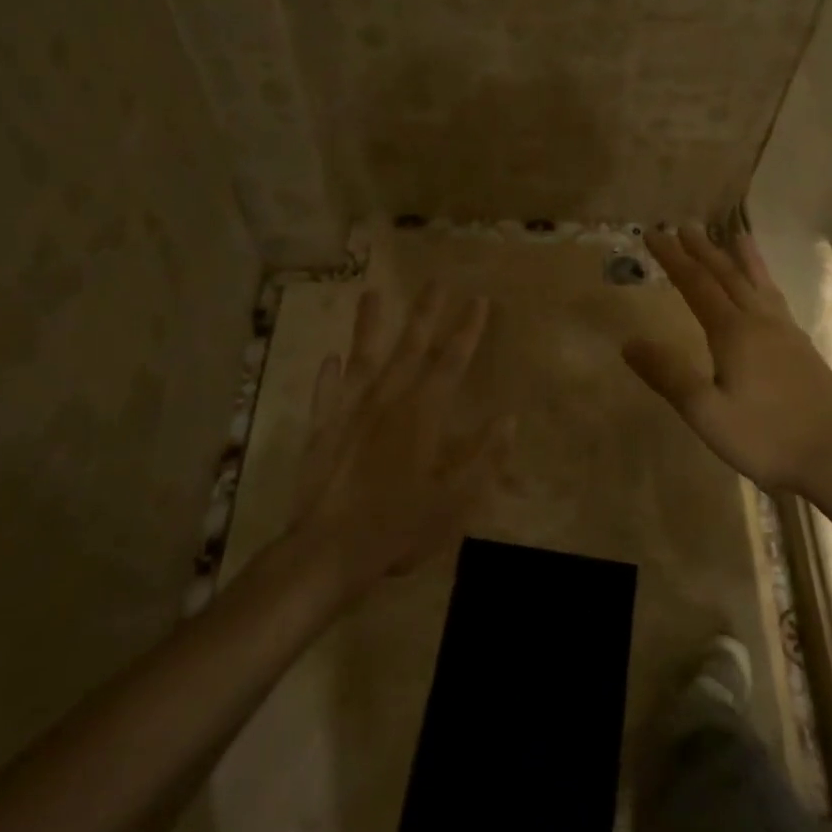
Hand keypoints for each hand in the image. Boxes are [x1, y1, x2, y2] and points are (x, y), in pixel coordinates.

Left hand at [285, 284, 512, 603]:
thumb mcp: (455, 499)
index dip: (468, 330)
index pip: (452, 361)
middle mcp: (388, 400)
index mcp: (423, 414)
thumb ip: (484, 457)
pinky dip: (329, 375)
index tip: (479, 300)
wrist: (329, 550)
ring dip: (369, 325)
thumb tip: (509, 419)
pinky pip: (326, 393)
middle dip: (426, 313)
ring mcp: (350, 411)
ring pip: (364, 357)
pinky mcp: (322, 429)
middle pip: (410, 347)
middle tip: (436, 280)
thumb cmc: (399, 525)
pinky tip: (330, 358)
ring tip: (372, 294)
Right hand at [624, 224, 831, 494]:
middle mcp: (761, 322)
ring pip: (758, 284)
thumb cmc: (764, 437)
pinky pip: (777, 300)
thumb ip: (668, 375)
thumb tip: (629, 342)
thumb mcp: (706, 413)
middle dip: (703, 250)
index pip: (696, 285)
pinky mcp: (802, 348)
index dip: (673, 259)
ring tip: (735, 235)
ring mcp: (787, 333)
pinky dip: (765, 282)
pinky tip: (767, 291)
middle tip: (684, 226)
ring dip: (741, 258)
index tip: (654, 235)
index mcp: (734, 333)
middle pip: (728, 276)